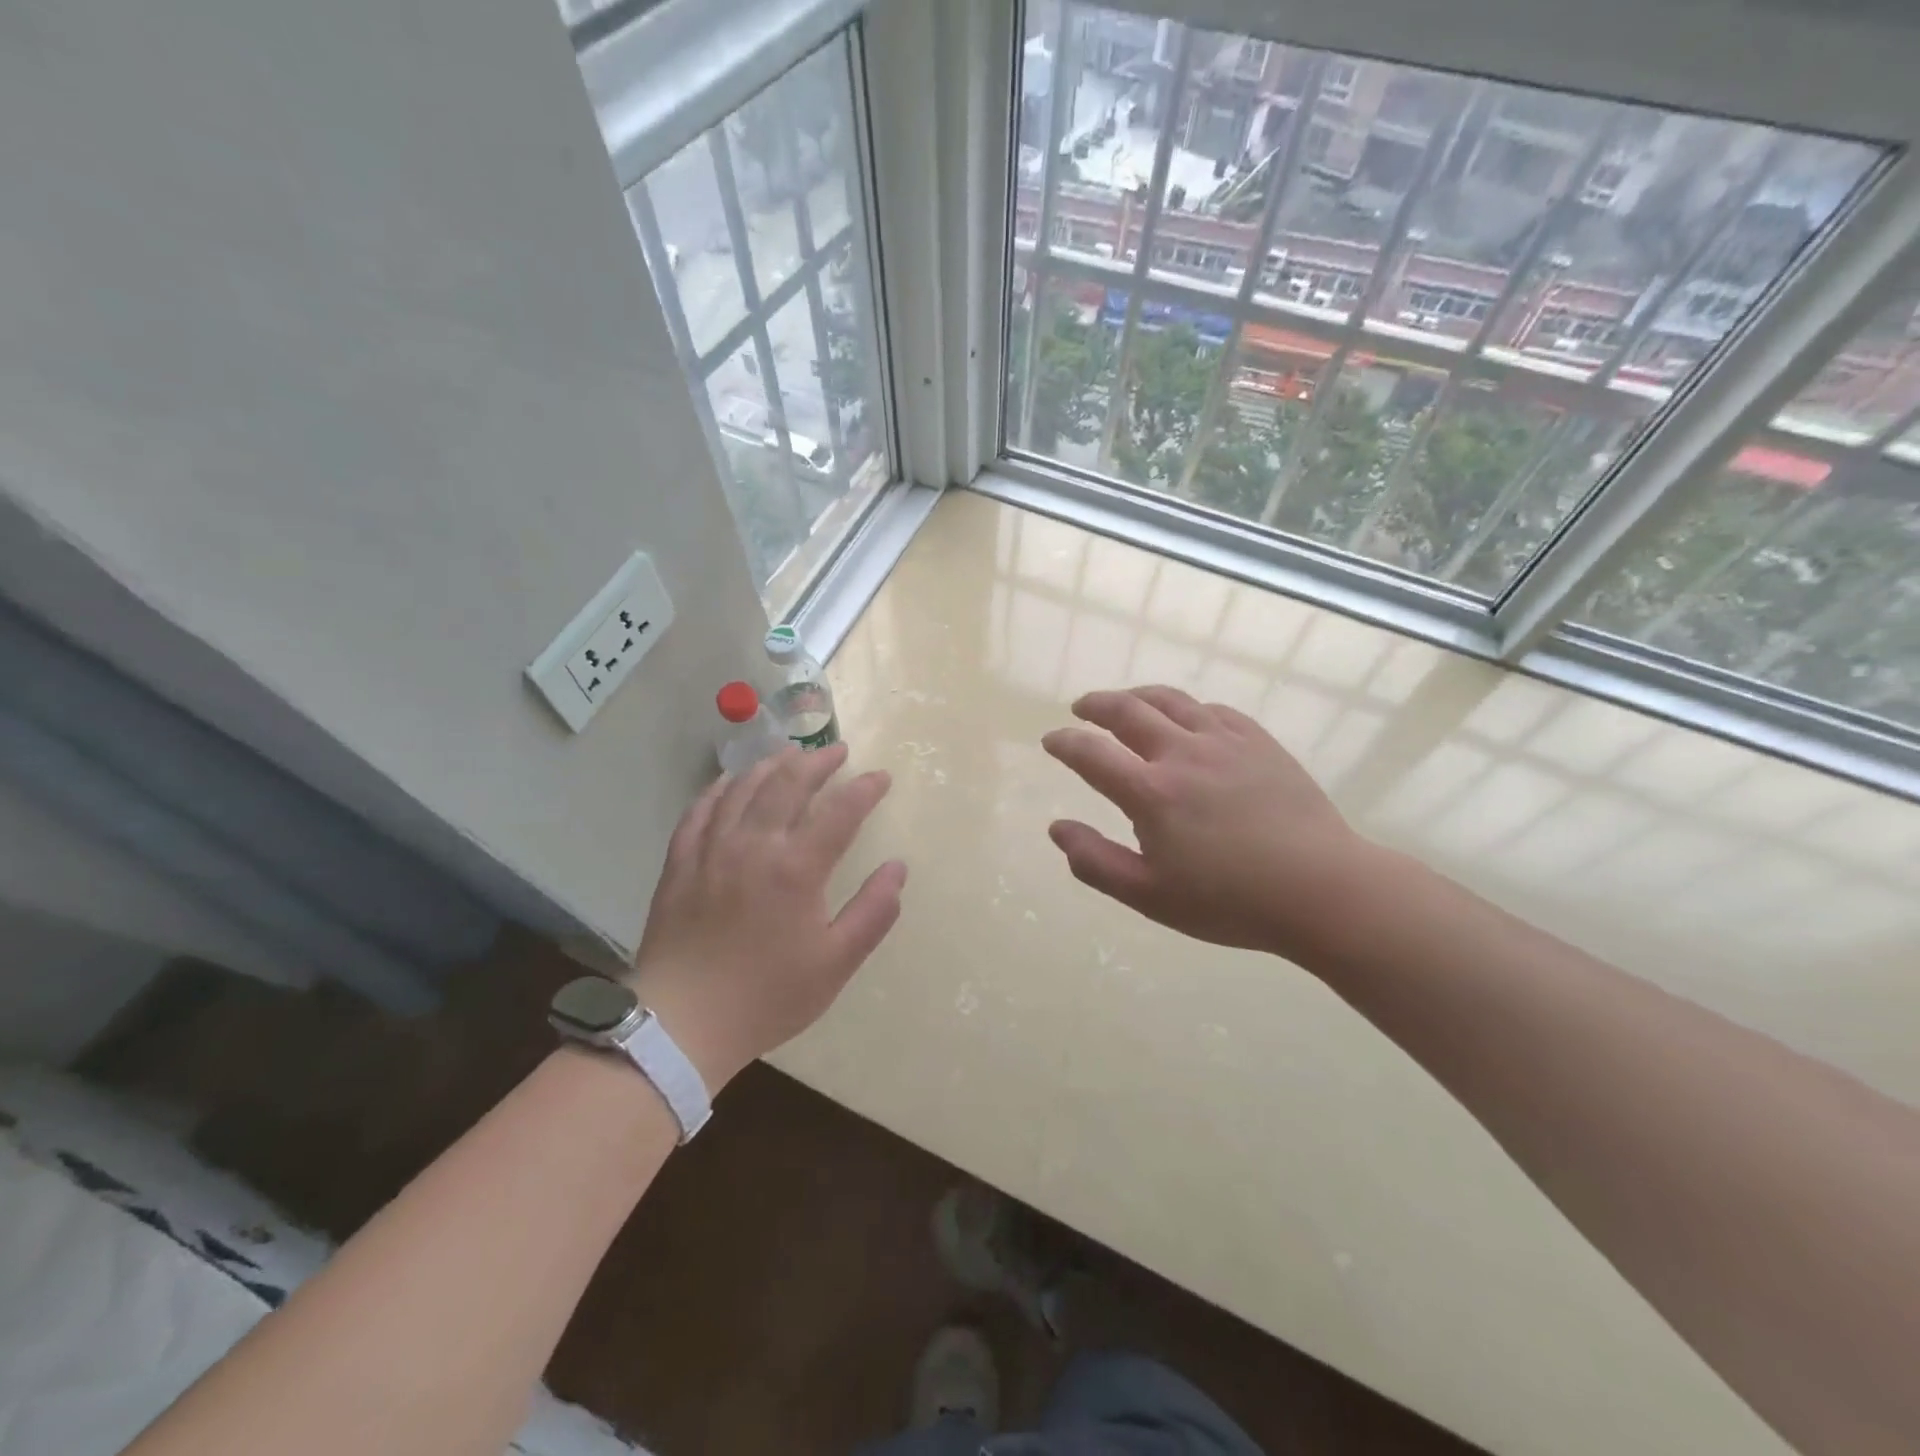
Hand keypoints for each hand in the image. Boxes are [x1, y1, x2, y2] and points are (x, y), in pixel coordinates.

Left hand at [628, 744, 905, 1089]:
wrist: (681, 1023)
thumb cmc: (766, 996)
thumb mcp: (835, 964)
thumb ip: (873, 912)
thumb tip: (898, 869)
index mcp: (796, 868)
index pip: (839, 811)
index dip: (864, 789)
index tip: (882, 778)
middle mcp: (754, 845)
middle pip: (788, 783)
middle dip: (818, 761)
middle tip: (838, 750)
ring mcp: (711, 849)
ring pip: (744, 787)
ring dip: (772, 764)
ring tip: (791, 754)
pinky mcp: (680, 862)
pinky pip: (700, 809)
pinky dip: (721, 788)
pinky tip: (731, 782)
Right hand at [1042, 686, 1377, 962]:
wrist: (1322, 889)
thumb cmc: (1229, 901)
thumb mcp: (1149, 896)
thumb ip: (1095, 862)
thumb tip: (1057, 828)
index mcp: (1150, 792)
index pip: (1091, 753)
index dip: (1064, 743)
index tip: (1051, 741)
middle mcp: (1182, 753)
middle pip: (1127, 710)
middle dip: (1096, 705)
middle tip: (1081, 709)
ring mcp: (1224, 741)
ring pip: (1171, 700)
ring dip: (1138, 696)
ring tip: (1126, 702)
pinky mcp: (1259, 741)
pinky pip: (1214, 710)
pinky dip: (1188, 709)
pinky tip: (1188, 719)